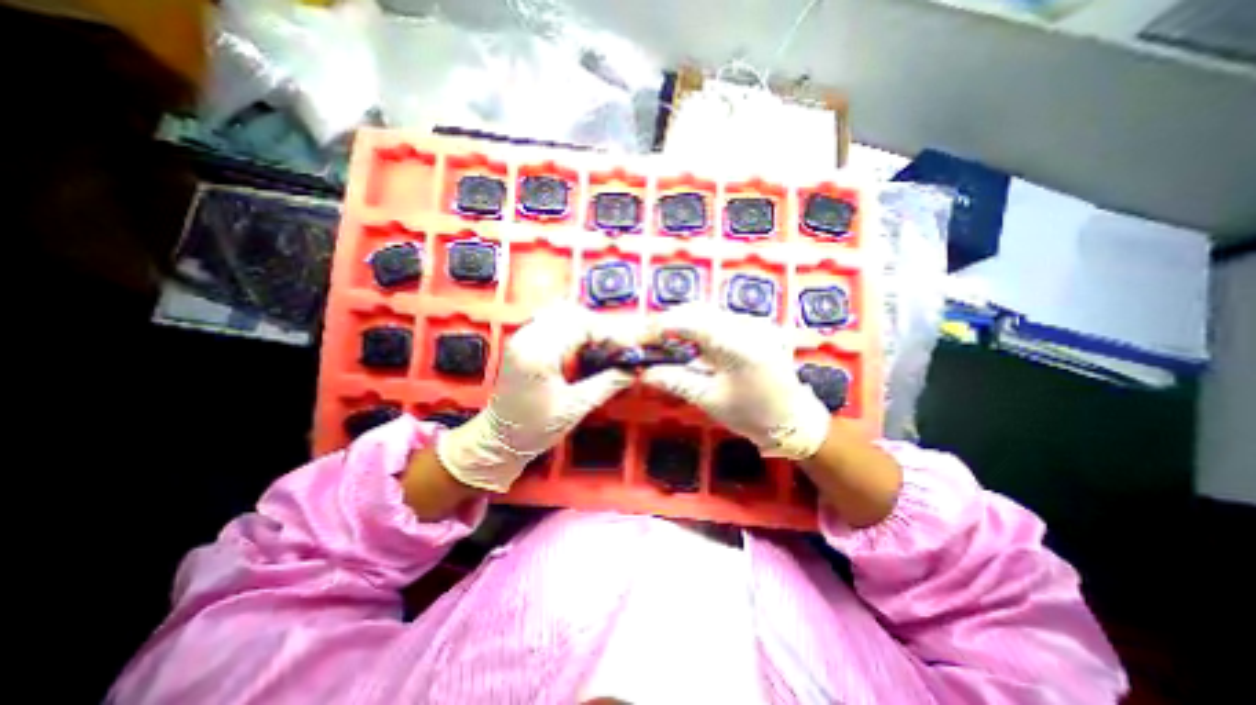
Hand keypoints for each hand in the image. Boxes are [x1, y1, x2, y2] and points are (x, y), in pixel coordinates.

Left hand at [437, 305, 638, 491]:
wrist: (498, 439)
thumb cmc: (533, 430)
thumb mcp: (575, 408)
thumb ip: (607, 384)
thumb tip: (633, 370)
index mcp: (538, 353)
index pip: (581, 324)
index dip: (609, 334)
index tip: (626, 349)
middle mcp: (527, 337)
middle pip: (572, 313)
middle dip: (600, 328)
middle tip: (617, 348)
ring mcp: (522, 336)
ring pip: (562, 313)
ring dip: (587, 326)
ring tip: (603, 346)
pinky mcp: (523, 341)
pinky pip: (553, 321)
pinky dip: (574, 329)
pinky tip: (583, 345)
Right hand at [642, 304, 831, 462]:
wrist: (794, 419)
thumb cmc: (753, 415)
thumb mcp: (710, 400)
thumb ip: (676, 381)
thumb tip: (644, 373)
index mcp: (740, 347)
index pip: (692, 323)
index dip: (662, 326)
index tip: (641, 337)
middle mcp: (750, 325)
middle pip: (700, 311)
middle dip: (670, 320)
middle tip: (649, 336)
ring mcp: (756, 323)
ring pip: (709, 312)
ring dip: (683, 321)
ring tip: (663, 337)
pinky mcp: (757, 326)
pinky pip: (721, 318)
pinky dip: (699, 326)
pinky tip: (687, 339)